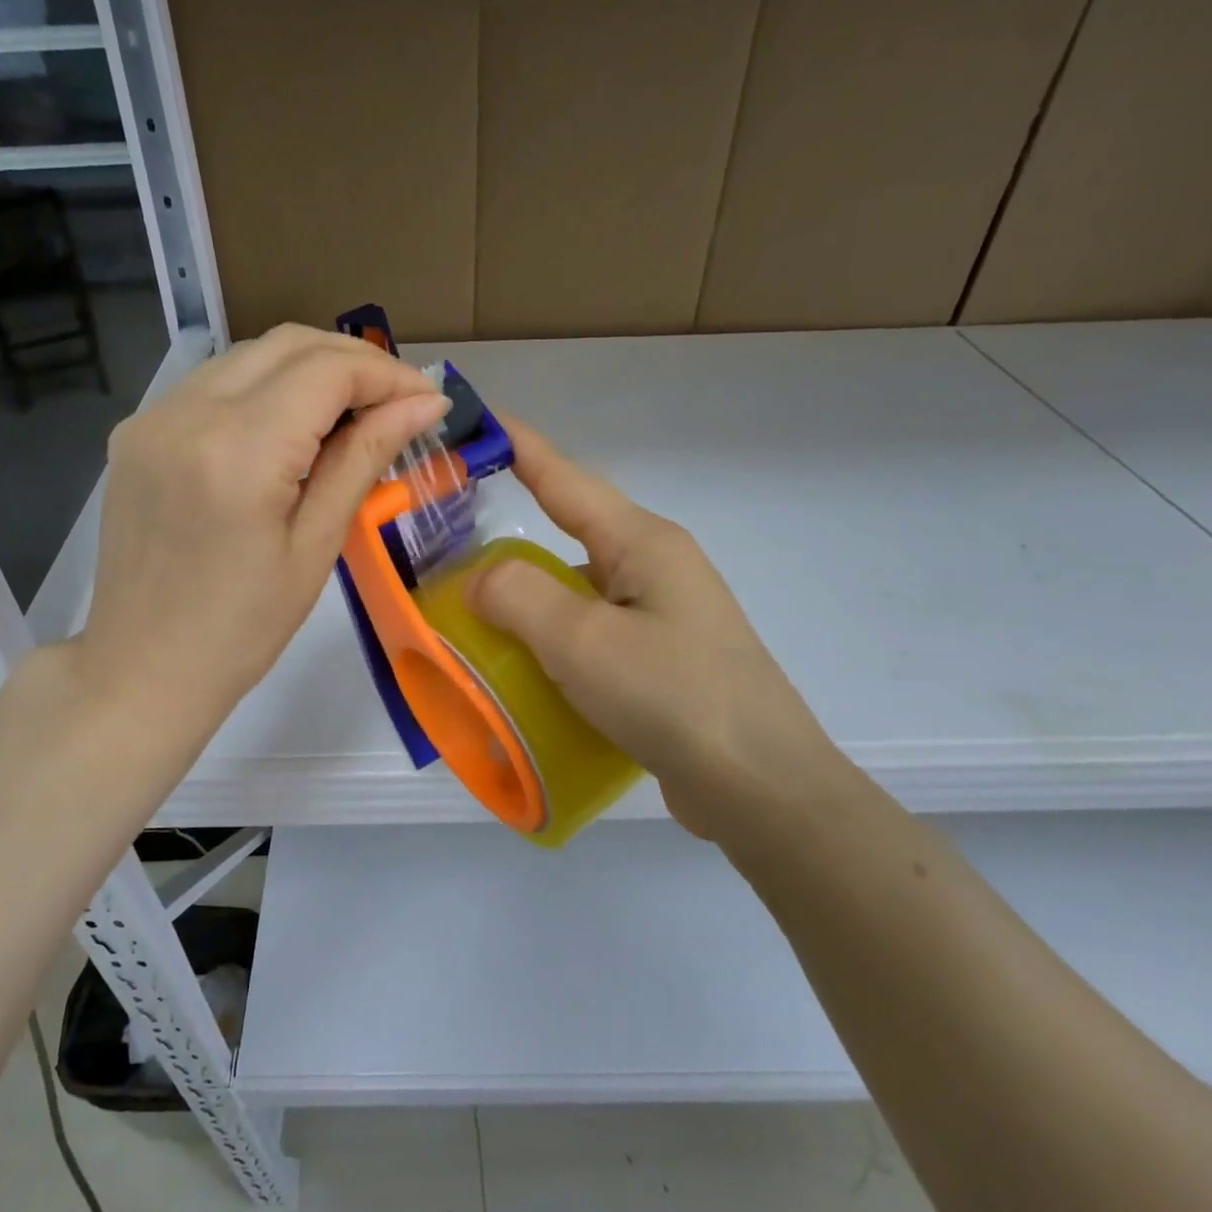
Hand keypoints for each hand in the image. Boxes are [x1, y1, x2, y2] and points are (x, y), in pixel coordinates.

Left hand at [75, 325, 449, 736]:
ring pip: (248, 355)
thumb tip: (424, 404)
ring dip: (310, 369)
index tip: (428, 400)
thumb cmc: (243, 630)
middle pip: (287, 343)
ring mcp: (151, 417)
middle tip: (398, 402)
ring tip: (353, 415)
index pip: (326, 370)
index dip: (387, 374)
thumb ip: (365, 458)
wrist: (143, 669)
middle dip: (354, 361)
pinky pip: (214, 384)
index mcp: (238, 451)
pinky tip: (291, 428)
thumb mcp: (317, 546)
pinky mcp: (136, 432)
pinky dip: (265, 388)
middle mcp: (186, 413)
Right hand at [467, 416, 854, 847]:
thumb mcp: (584, 641)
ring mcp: (662, 619)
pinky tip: (523, 671)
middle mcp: (655, 570)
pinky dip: (551, 644)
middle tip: (450, 543)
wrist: (761, 791)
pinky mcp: (661, 664)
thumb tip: (482, 580)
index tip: (476, 420)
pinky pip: (589, 637)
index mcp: (643, 544)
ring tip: (473, 616)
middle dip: (512, 537)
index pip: (566, 479)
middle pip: (570, 536)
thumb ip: (520, 596)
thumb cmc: (673, 697)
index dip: (520, 447)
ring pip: (577, 592)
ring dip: (529, 601)